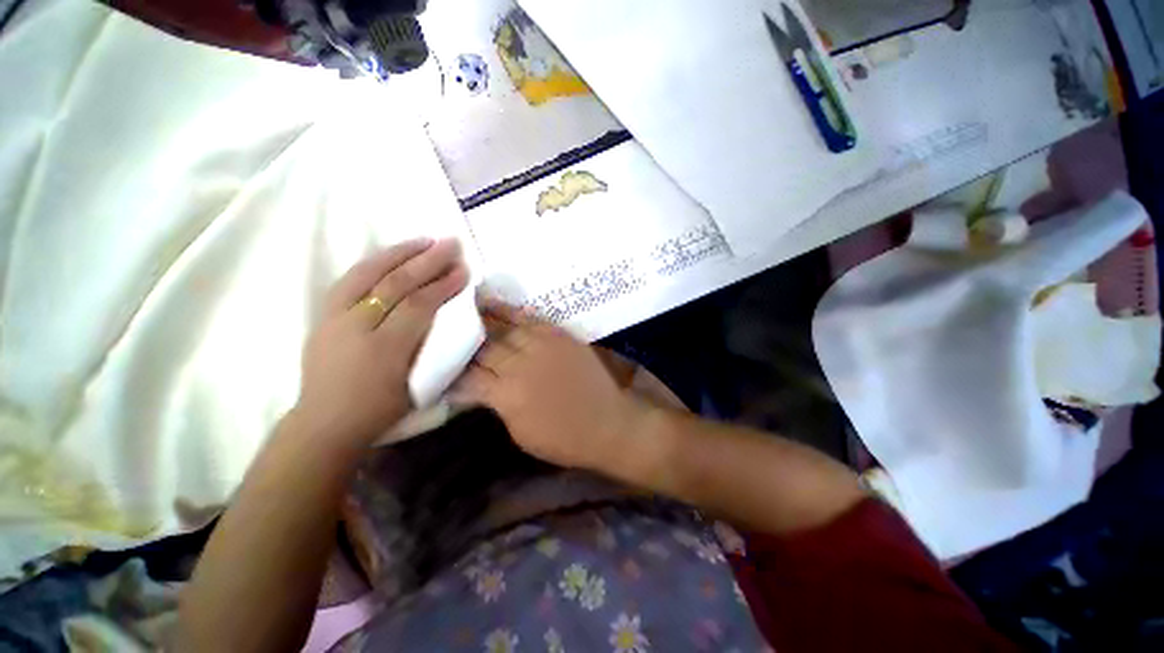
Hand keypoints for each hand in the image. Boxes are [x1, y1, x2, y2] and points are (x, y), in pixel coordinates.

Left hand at [292, 238, 468, 445]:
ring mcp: (334, 317)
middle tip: (450, 244)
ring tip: (424, 240)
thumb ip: (434, 349)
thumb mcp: (417, 386)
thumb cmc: (379, 410)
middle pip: (395, 284)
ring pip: (368, 274)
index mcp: (384, 350)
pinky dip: (374, 262)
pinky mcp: (323, 315)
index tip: (463, 270)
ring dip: (399, 253)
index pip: (418, 306)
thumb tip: (452, 318)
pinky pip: (350, 279)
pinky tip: (392, 254)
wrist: (324, 421)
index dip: (443, 286)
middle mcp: (356, 327)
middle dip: (427, 262)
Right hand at [452, 300, 641, 470]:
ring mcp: (543, 346)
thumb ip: (498, 405)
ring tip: (466, 308)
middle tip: (453, 336)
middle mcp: (521, 365)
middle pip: (485, 347)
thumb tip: (481, 389)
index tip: (446, 368)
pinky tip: (495, 304)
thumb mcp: (521, 433)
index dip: (455, 373)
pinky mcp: (560, 336)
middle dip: (467, 343)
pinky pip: (531, 319)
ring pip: (505, 328)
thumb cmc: (564, 439)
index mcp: (508, 395)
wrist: (608, 422)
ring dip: (483, 319)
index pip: (470, 377)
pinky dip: (511, 311)